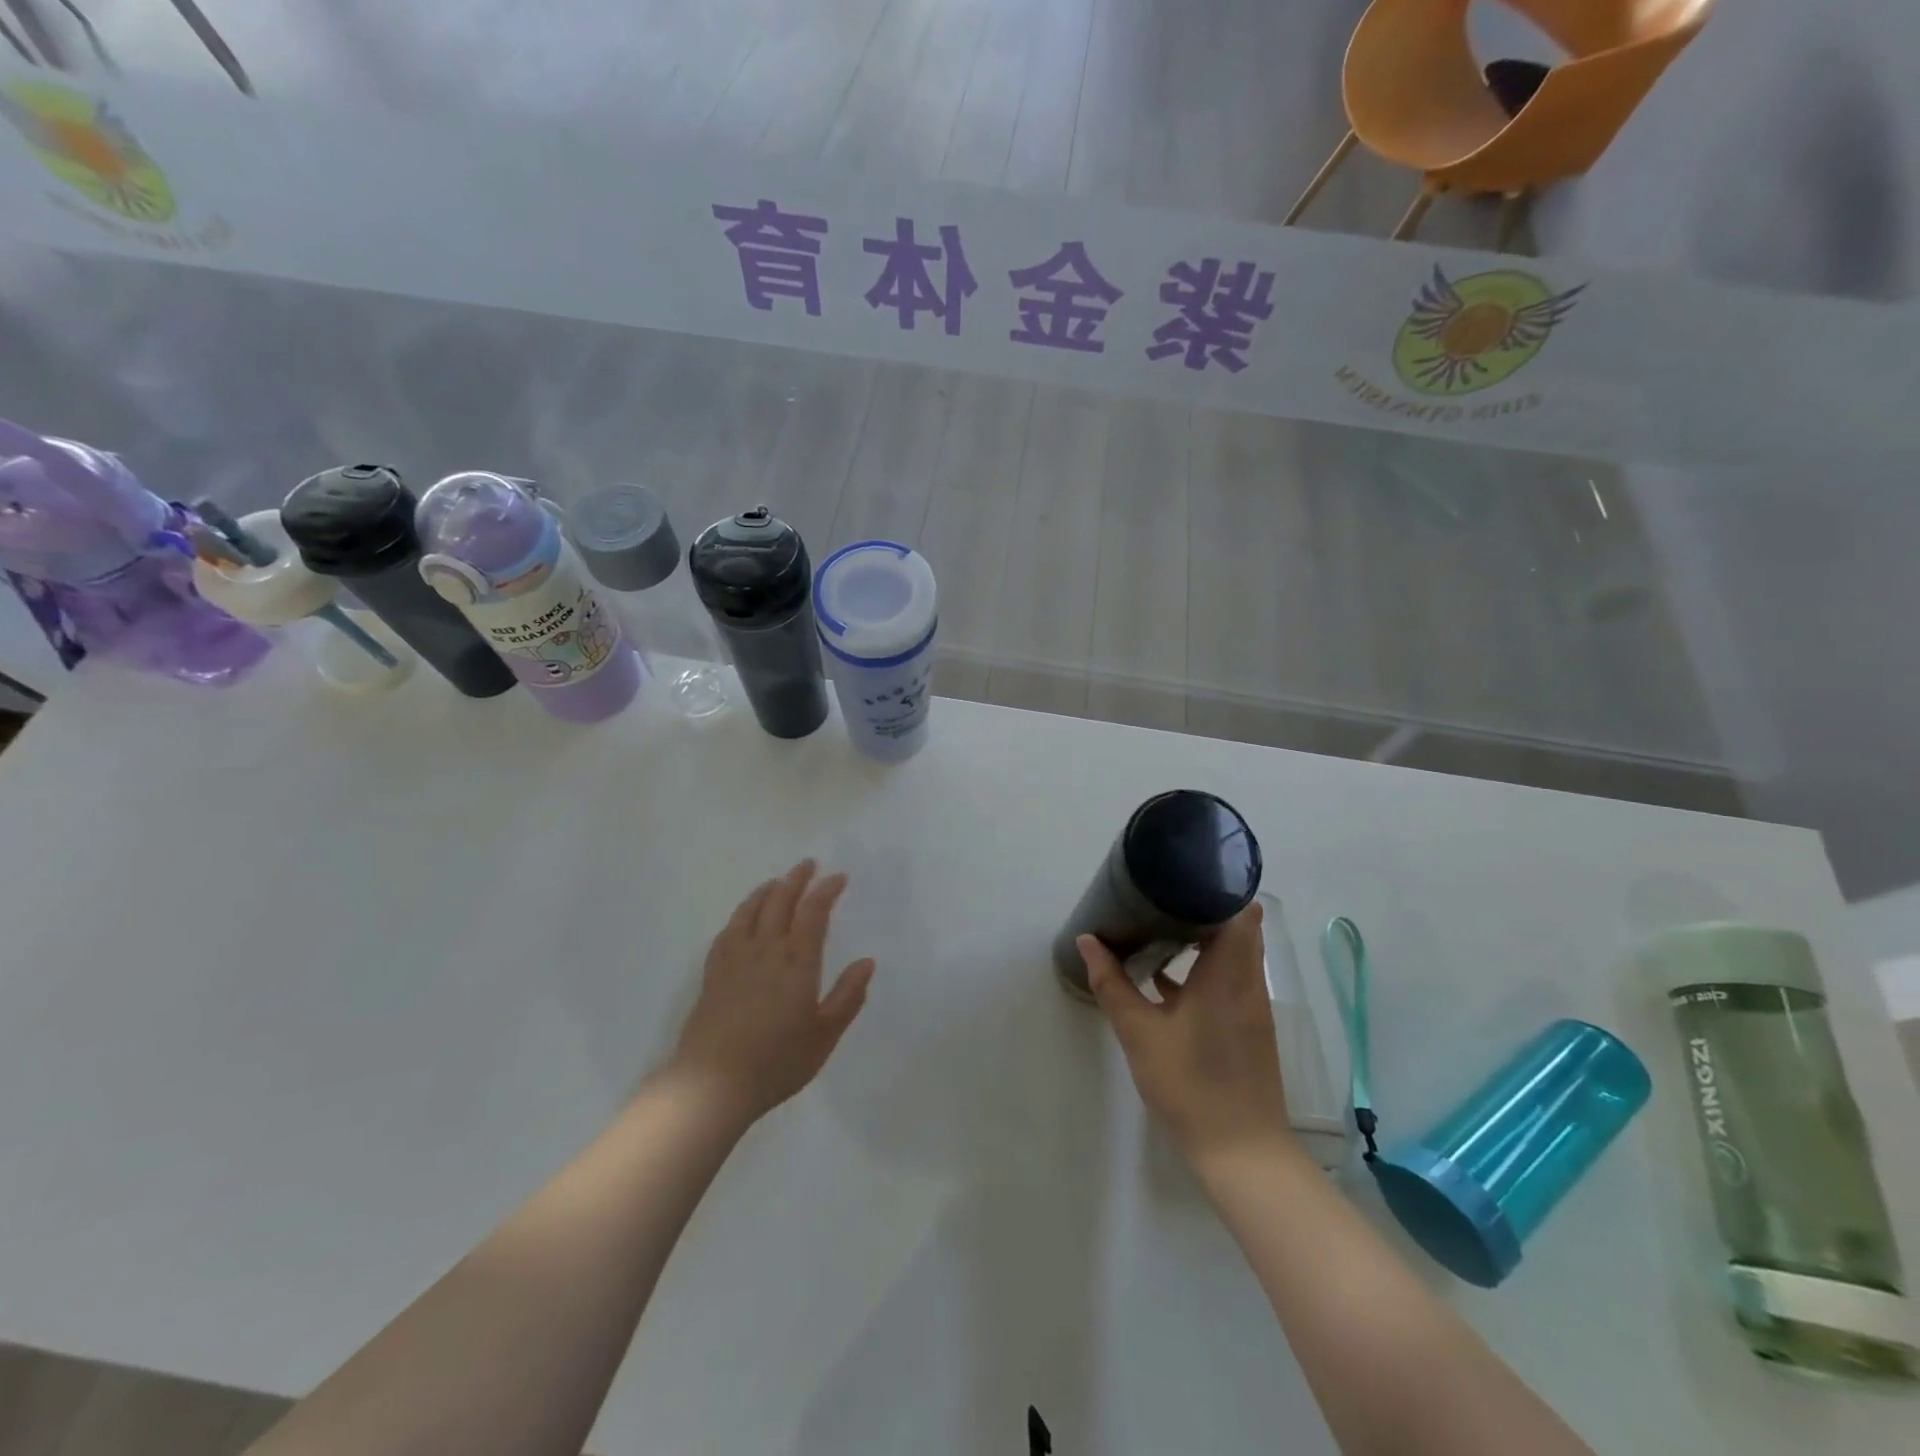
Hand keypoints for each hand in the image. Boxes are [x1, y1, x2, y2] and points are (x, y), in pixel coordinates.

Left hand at [669, 860, 875, 1127]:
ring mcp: (735, 959)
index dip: (826, 890)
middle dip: (796, 879)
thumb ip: (847, 997)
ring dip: (767, 890)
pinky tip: (743, 918)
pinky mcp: (713, 973)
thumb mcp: (824, 1036)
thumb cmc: (777, 1061)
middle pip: (780, 901)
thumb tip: (867, 962)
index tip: (839, 876)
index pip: (814, 912)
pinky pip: (728, 931)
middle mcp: (766, 950)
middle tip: (808, 865)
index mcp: (797, 961)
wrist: (712, 1084)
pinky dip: (741, 914)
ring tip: (777, 882)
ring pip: (751, 911)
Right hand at [1079, 902, 1294, 1166]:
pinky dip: (1204, 969)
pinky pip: (1229, 979)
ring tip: (1158, 926)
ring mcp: (1250, 1006)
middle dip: (1202, 908)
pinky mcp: (1247, 1027)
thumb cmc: (1190, 1084)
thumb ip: (1112, 983)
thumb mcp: (1140, 1032)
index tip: (1181, 876)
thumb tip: (1088, 940)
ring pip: (1233, 955)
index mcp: (1228, 973)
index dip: (1216, 888)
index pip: (1239, 911)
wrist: (1241, 1152)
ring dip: (1203, 939)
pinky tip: (1164, 979)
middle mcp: (1247, 982)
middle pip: (1236, 927)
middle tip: (1160, 897)